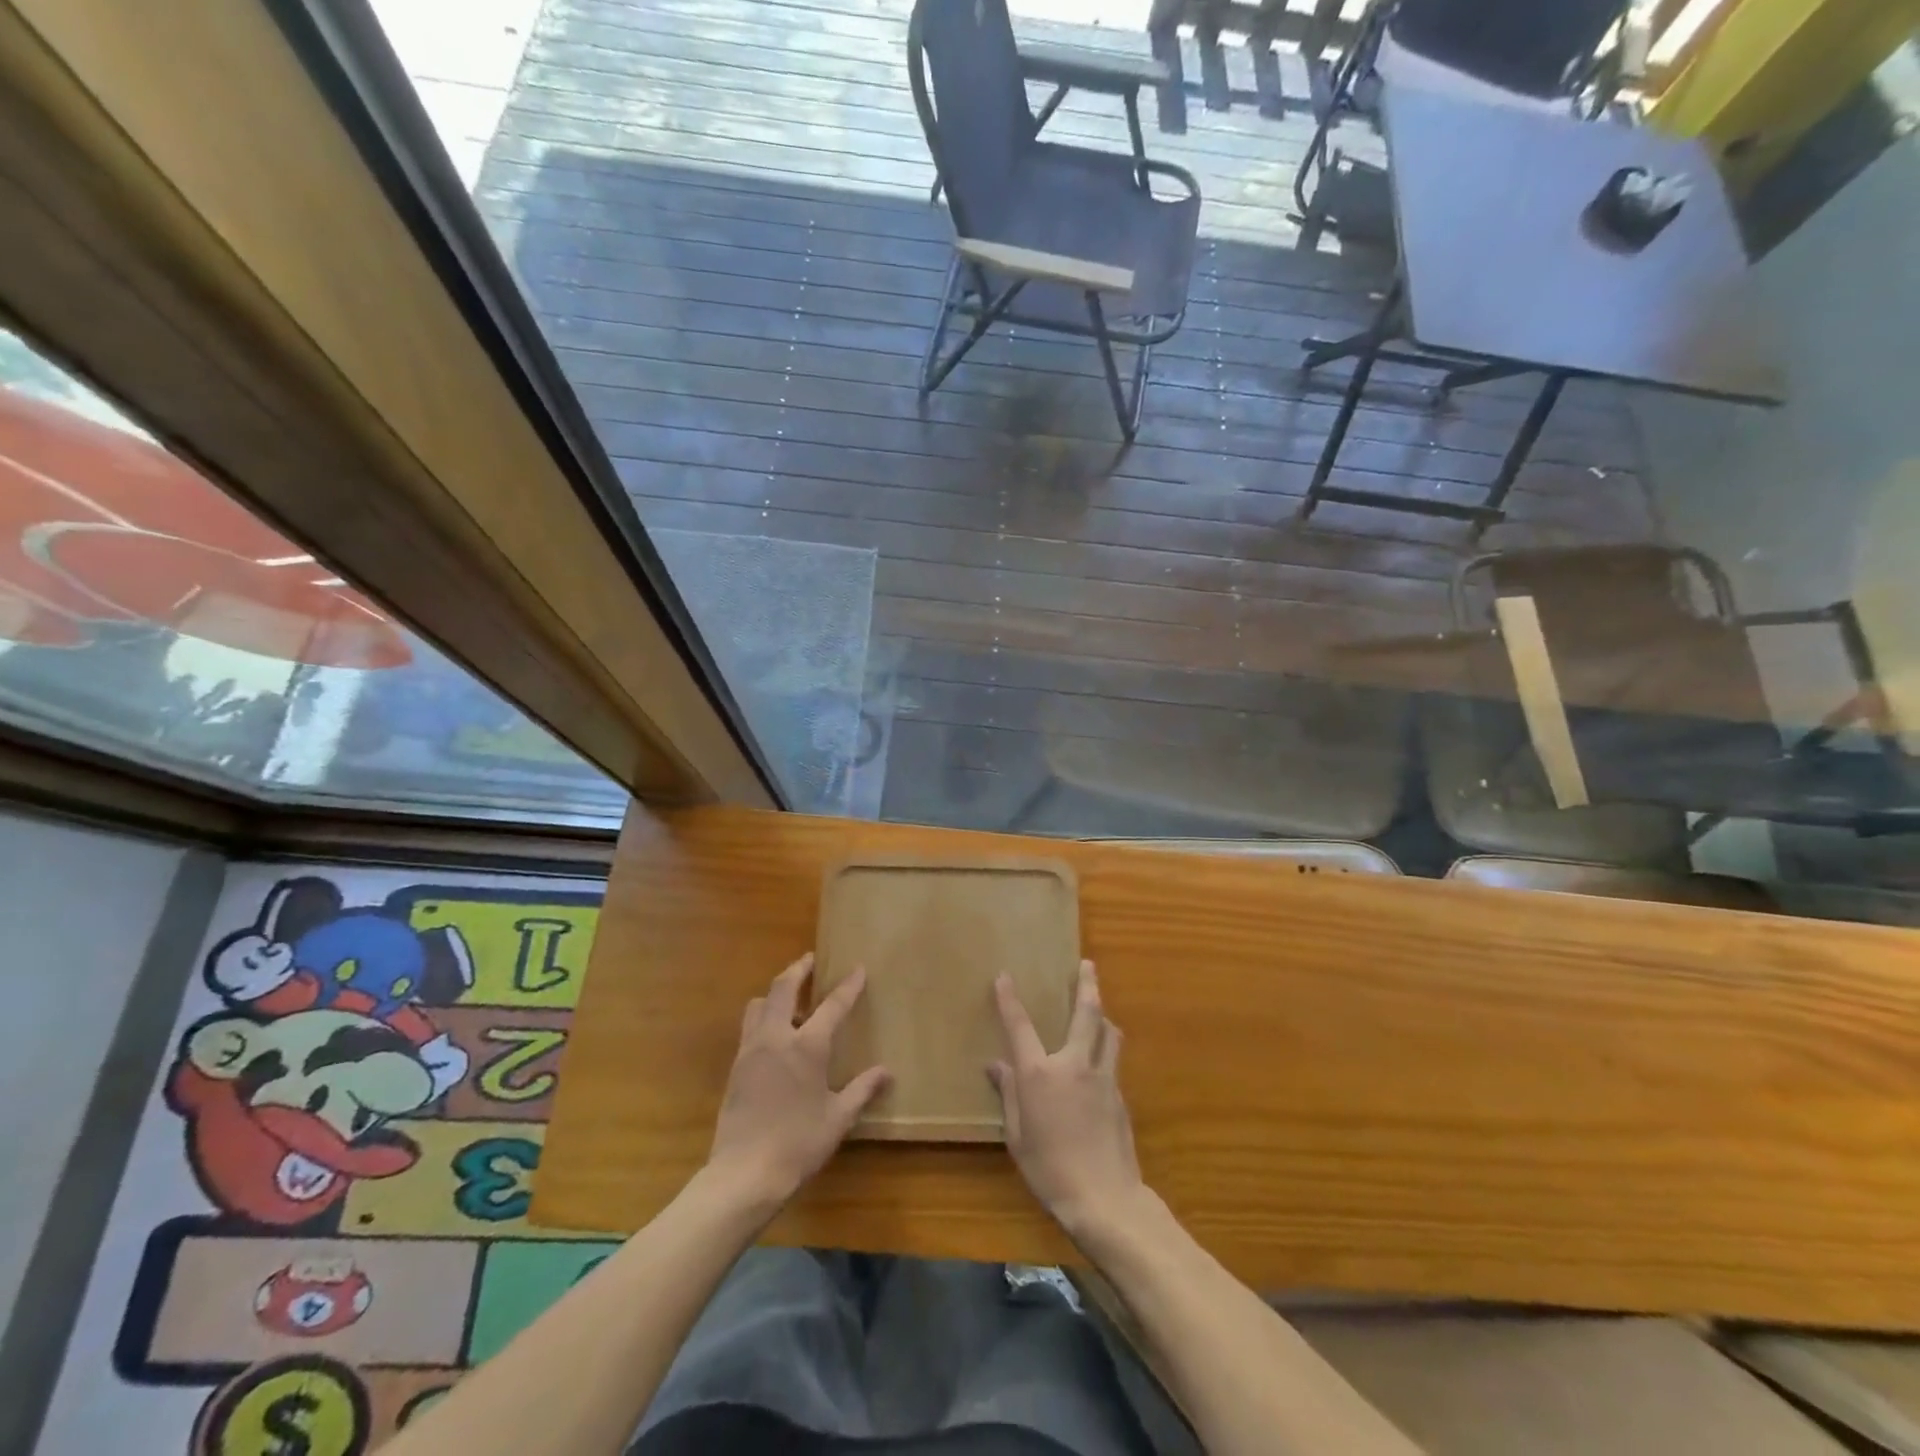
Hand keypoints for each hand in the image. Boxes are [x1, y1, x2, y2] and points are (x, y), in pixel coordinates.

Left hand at [706, 954, 890, 1211]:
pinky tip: (775, 1036)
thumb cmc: (799, 1144)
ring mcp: (751, 1050)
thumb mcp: (838, 1118)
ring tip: (792, 1000)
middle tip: (810, 961)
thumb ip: (862, 1090)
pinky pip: (750, 1027)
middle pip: (783, 987)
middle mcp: (777, 1037)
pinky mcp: (736, 1066)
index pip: (833, 1005)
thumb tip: (886, 1072)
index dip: (848, 986)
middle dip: (798, 969)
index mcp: (807, 1046)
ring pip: (759, 1004)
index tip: (858, 968)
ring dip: (776, 993)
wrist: (744, 1174)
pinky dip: (764, 1018)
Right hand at [989, 960, 1145, 1240]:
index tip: (1004, 976)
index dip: (1009, 999)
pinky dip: (1106, 1048)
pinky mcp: (1120, 1095)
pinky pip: (1113, 1060)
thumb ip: (1009, 1095)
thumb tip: (997, 1066)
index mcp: (1040, 1073)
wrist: (1105, 1199)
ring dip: (1103, 1015)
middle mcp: (1074, 1064)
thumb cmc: (1050, 1170)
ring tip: (1099, 1009)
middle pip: (1086, 1013)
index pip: (1020, 1026)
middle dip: (1087, 984)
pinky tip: (1101, 1060)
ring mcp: (1102, 1077)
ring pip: (1109, 1033)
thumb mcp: (1018, 1136)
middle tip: (1087, 964)